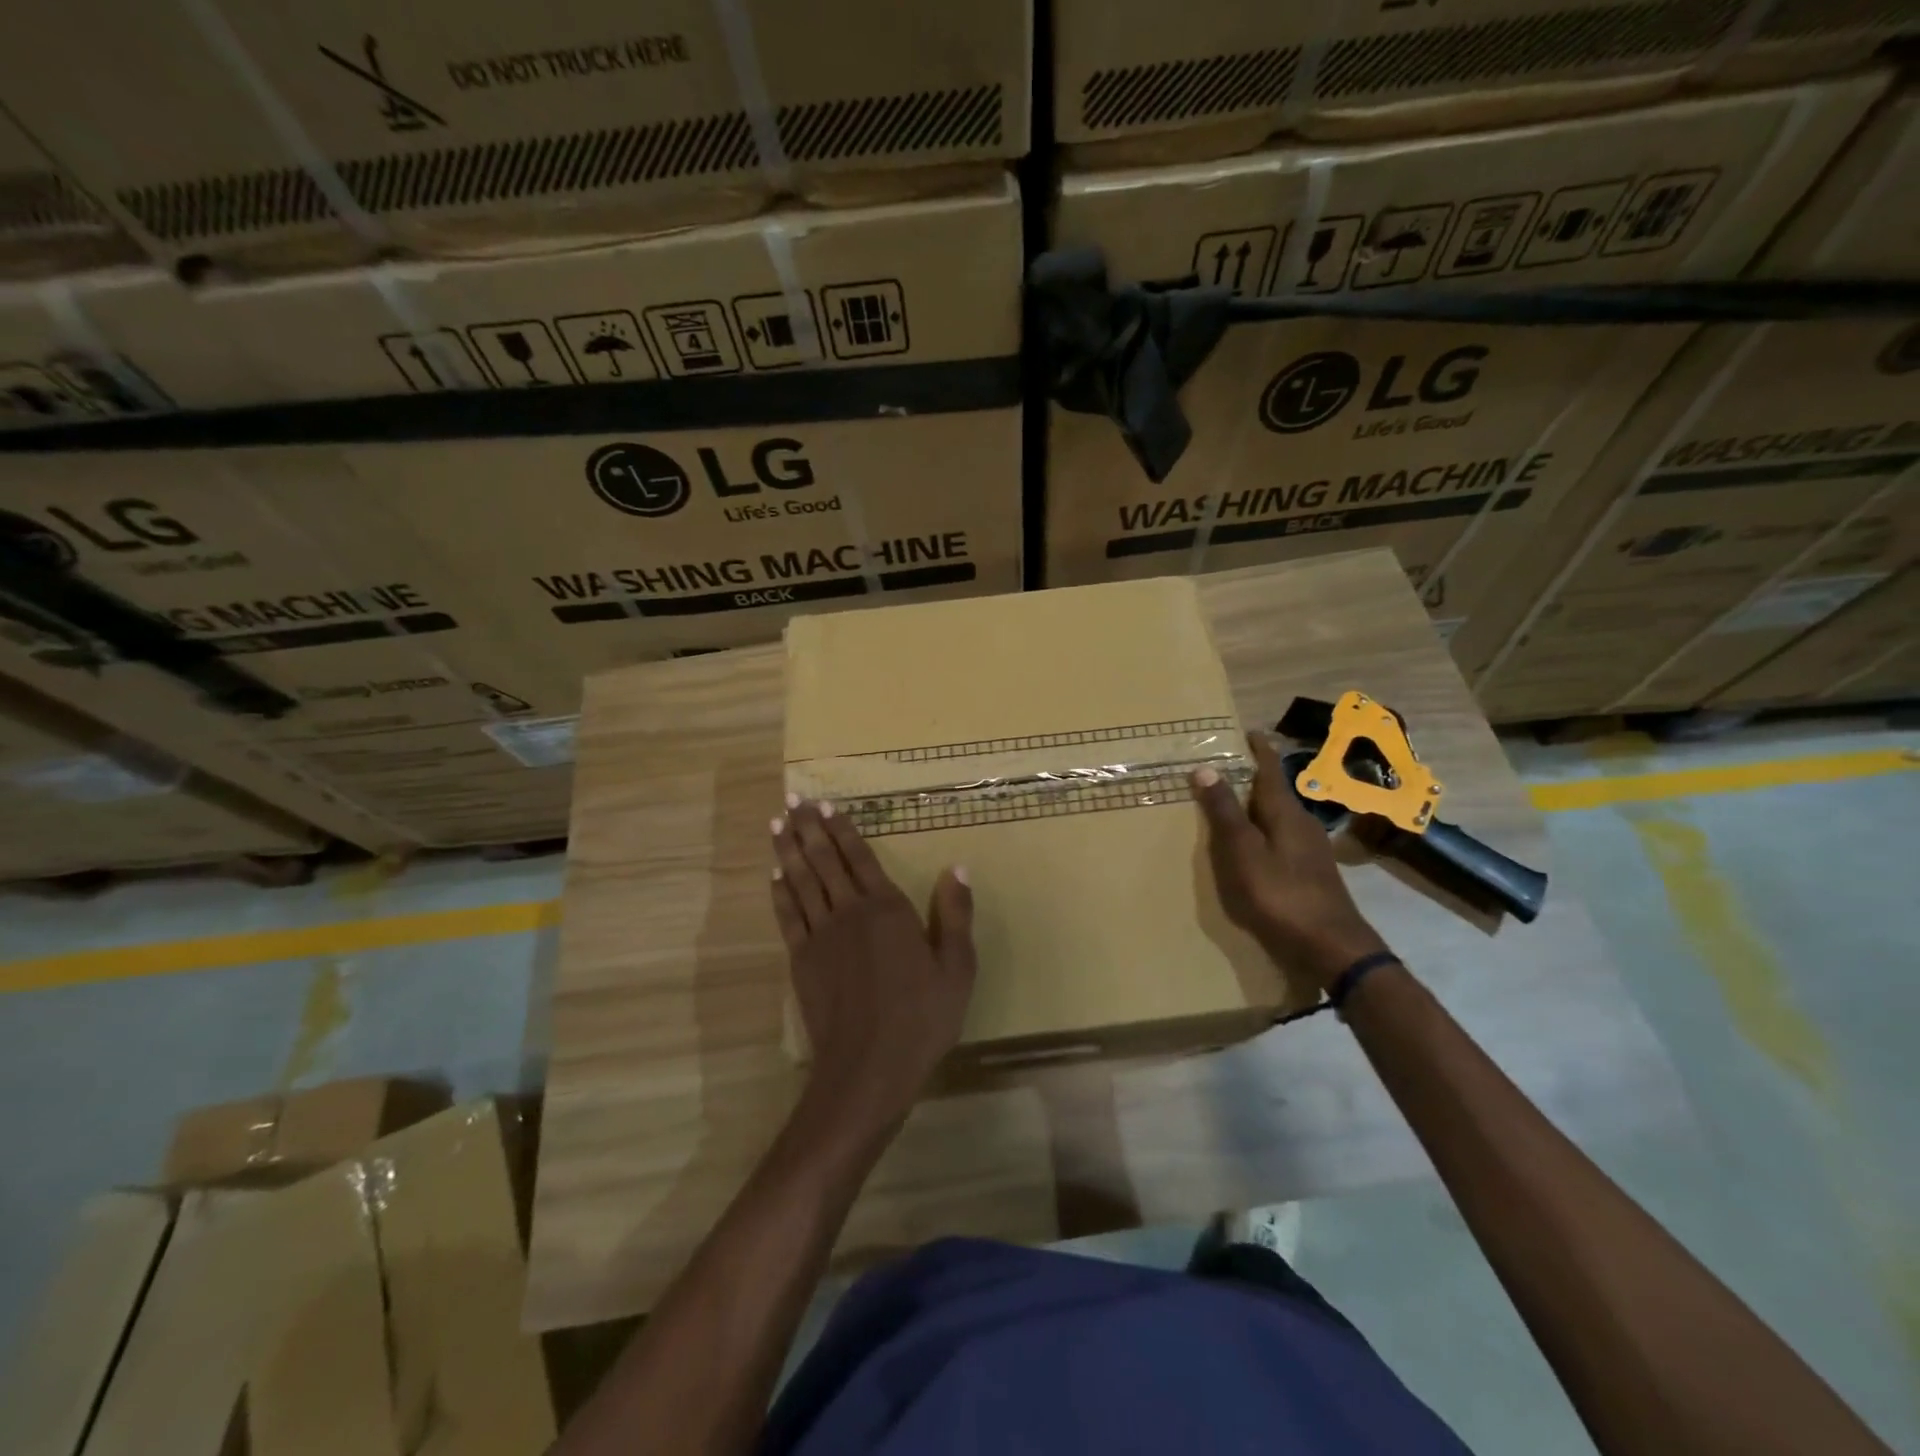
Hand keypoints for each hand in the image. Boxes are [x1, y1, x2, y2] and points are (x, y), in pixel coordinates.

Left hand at [770, 798, 975, 1139]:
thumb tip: (957, 867)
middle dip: (808, 829)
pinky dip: (780, 893)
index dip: (842, 829)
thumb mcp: (957, 968)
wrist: (868, 1067)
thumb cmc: (921, 1017)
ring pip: (801, 883)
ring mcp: (820, 936)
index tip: (825, 804)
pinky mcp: (801, 960)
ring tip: (777, 825)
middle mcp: (849, 912)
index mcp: (887, 909)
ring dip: (788, 852)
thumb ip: (955, 915)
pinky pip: (787, 916)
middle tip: (792, 801)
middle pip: (824, 861)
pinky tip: (774, 877)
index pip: (860, 857)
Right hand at [1191, 734, 1390, 989]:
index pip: (1270, 769)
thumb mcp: (1243, 852)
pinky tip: (1250, 847)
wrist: (1331, 947)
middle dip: (1251, 778)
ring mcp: (1309, 850)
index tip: (1246, 731)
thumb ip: (1224, 812)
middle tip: (1223, 768)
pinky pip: (1280, 839)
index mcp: (1285, 812)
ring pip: (1277, 817)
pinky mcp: (1310, 873)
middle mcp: (1301, 824)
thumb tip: (1205, 768)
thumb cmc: (1281, 894)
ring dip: (1255, 807)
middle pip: (1273, 792)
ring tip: (1229, 805)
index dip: (1258, 749)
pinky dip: (1261, 832)